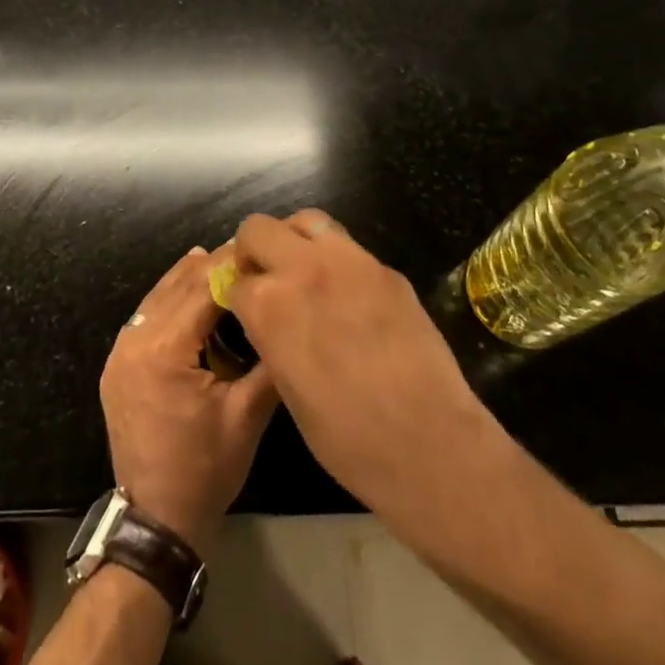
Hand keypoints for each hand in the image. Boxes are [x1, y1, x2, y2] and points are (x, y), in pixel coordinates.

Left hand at [100, 247, 279, 554]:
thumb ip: (267, 363)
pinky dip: (169, 300)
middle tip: (245, 249)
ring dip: (188, 279)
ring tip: (220, 259)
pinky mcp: (117, 366)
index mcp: (164, 350)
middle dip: (211, 266)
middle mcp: (135, 341)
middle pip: (177, 288)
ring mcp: (120, 353)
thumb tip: (287, 317)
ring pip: (157, 298)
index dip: (231, 265)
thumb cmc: (206, 470)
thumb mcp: (246, 416)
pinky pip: (145, 318)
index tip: (258, 247)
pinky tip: (188, 292)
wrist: (157, 520)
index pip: (201, 290)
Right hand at [224, 211, 512, 533]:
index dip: (238, 296)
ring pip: (307, 221)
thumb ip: (271, 336)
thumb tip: (269, 318)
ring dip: (295, 241)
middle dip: (253, 251)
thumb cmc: (347, 438)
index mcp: (269, 305)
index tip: (246, 310)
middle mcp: (302, 269)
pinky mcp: (385, 269)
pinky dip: (336, 261)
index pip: (235, 280)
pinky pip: (348, 248)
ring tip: (305, 272)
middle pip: (258, 229)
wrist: (428, 444)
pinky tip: (349, 296)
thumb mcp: (286, 388)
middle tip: (267, 279)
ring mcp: (349, 261)